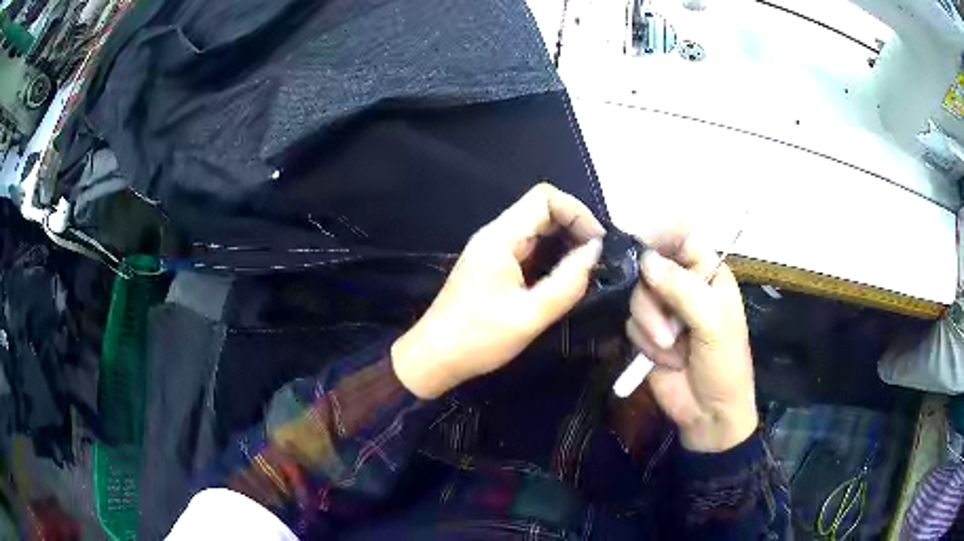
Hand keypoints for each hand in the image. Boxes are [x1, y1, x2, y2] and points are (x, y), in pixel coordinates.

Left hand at [392, 184, 604, 398]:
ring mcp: (492, 250)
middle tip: (597, 256)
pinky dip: (551, 254)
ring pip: (536, 228)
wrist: (434, 358)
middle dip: (574, 225)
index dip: (577, 212)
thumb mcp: (530, 316)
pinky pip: (528, 247)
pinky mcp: (492, 266)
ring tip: (586, 266)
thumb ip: (567, 282)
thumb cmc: (478, 339)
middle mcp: (495, 235)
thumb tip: (594, 251)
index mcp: (500, 238)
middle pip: (541, 208)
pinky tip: (564, 275)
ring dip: (564, 240)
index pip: (544, 198)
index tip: (597, 243)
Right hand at [625, 227, 756, 452]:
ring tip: (672, 350)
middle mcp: (682, 284)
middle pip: (648, 267)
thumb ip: (682, 289)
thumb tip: (645, 260)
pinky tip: (664, 359)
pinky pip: (629, 323)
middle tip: (669, 330)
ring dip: (650, 327)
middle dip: (653, 301)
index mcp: (707, 272)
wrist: (708, 413)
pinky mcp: (645, 332)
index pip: (680, 235)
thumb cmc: (725, 364)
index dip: (659, 234)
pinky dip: (644, 343)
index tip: (639, 249)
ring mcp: (662, 309)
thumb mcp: (713, 324)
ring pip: (635, 297)